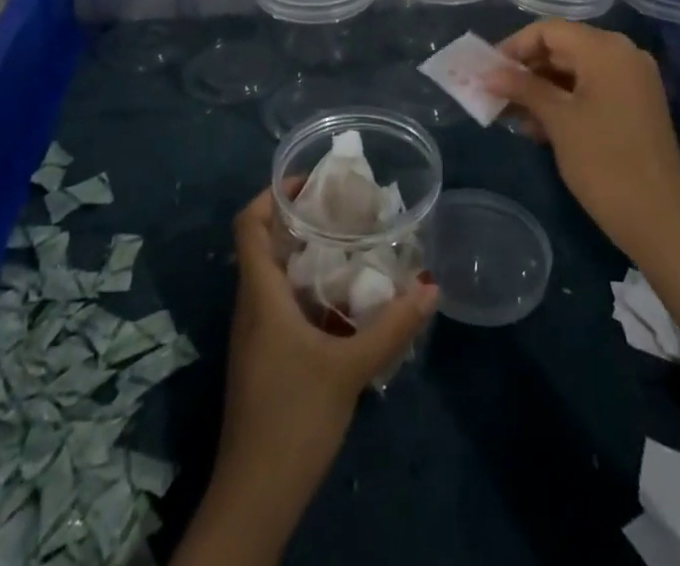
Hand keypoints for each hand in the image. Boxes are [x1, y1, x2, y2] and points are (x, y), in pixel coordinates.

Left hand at [216, 186, 438, 483]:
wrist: (254, 498)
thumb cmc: (293, 419)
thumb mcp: (349, 369)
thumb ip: (392, 327)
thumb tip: (431, 286)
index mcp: (261, 294)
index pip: (248, 223)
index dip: (273, 193)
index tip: (313, 181)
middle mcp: (252, 305)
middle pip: (266, 243)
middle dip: (302, 219)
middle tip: (346, 208)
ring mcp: (256, 333)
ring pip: (277, 274)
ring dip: (308, 254)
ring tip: (353, 244)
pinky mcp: (265, 357)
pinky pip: (284, 303)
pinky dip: (310, 287)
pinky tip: (346, 300)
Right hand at [488, 20, 679, 263]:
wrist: (660, 220)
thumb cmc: (603, 162)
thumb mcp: (558, 120)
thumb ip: (522, 88)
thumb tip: (486, 73)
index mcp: (606, 49)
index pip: (549, 30)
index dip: (514, 47)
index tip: (487, 71)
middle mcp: (623, 54)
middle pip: (563, 48)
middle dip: (526, 70)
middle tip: (494, 94)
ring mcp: (633, 80)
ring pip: (575, 71)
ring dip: (541, 89)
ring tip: (511, 115)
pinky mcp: (635, 105)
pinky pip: (592, 89)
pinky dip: (564, 101)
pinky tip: (538, 127)